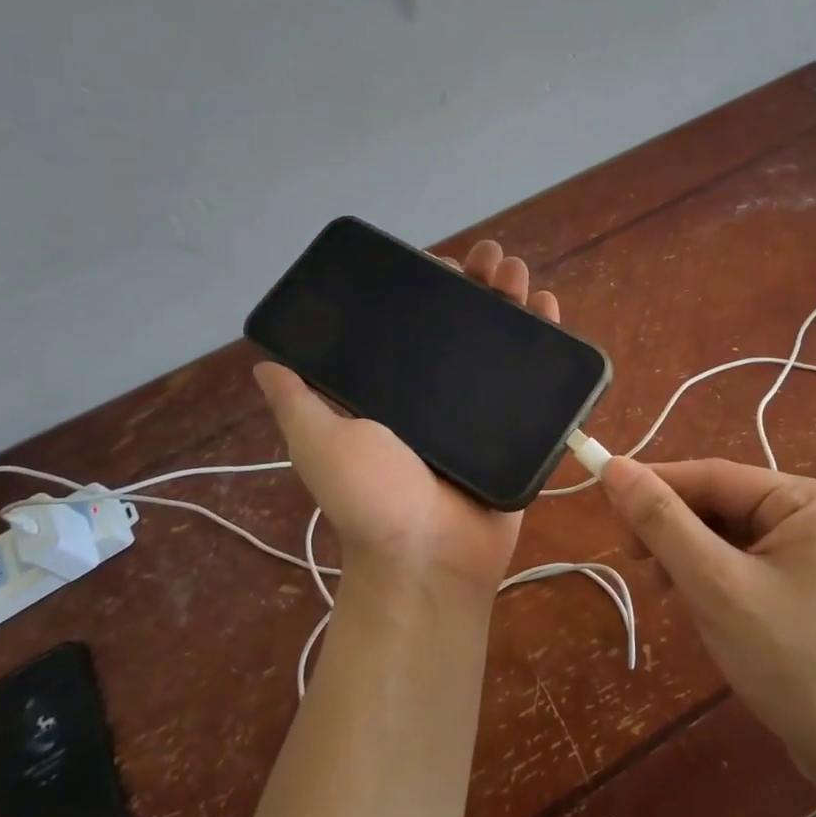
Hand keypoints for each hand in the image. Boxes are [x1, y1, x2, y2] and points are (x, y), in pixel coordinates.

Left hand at [254, 240, 558, 600]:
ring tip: (517, 271)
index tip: (441, 263)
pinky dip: (545, 338)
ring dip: (511, 299)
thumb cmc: (373, 498)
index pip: (413, 324)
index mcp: (398, 390)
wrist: (432, 557)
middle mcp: (440, 393)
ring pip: (502, 341)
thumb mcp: (321, 443)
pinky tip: (548, 306)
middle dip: (478, 284)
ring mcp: (484, 408)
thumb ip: (299, 402)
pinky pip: (537, 376)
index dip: (428, 289)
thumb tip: (266, 360)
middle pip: (464, 324)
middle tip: (490, 259)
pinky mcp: (519, 425)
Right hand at [600, 457, 815, 785]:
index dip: (655, 483)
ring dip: (689, 556)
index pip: (714, 475)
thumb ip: (663, 523)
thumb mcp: (716, 585)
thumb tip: (614, 467)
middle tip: (633, 560)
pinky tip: (697, 605)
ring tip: (664, 590)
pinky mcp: (808, 587)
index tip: (605, 500)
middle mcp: (815, 514)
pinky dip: (713, 577)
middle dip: (674, 529)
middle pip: (723, 504)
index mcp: (807, 498)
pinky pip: (747, 563)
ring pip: (730, 536)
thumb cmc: (791, 660)